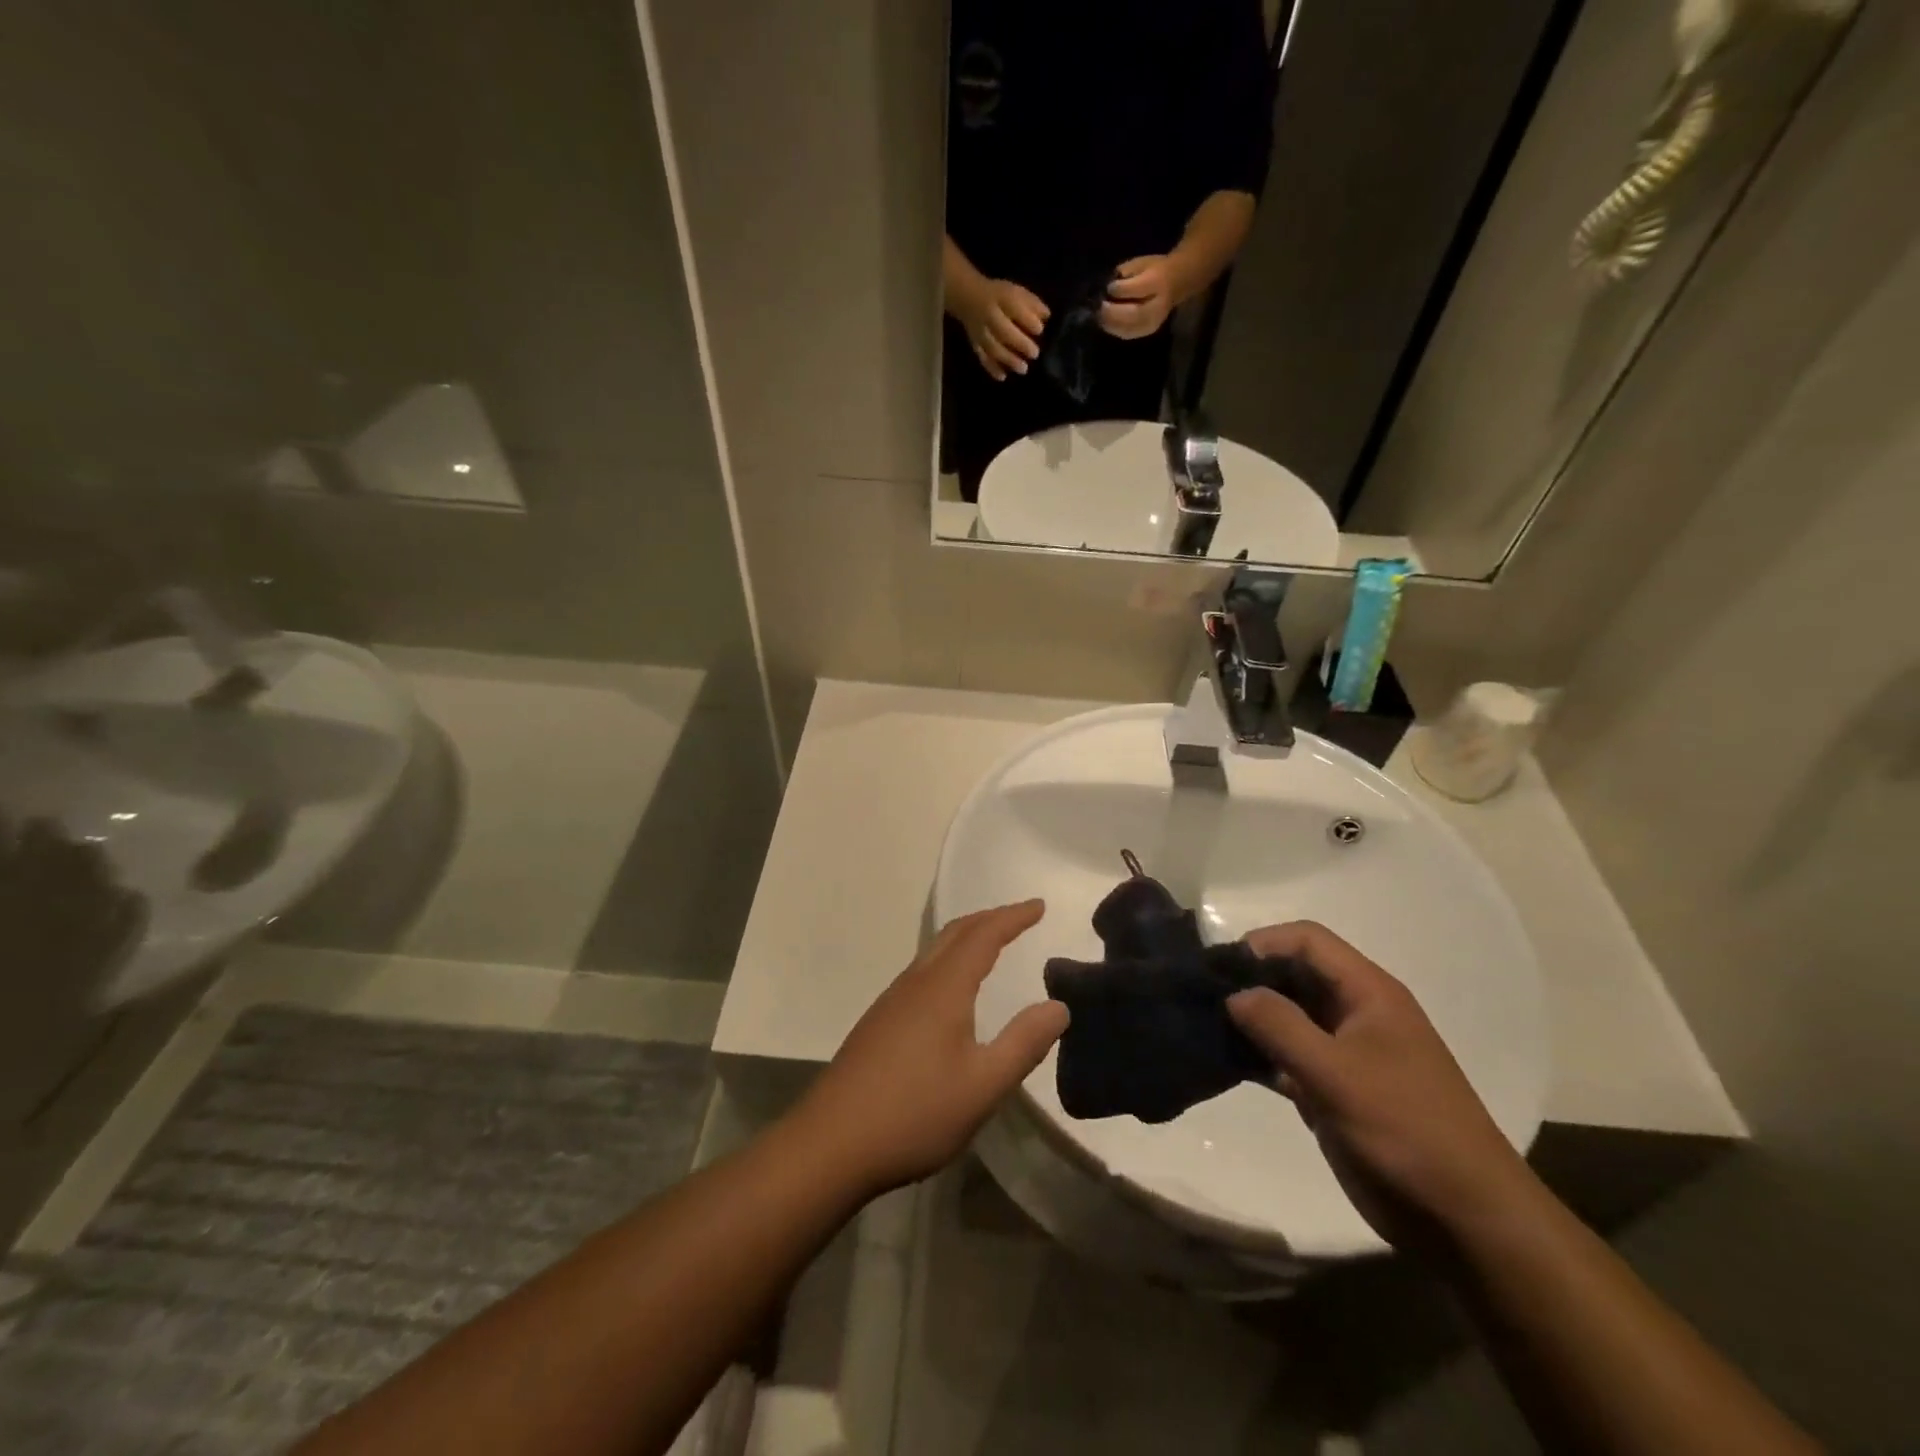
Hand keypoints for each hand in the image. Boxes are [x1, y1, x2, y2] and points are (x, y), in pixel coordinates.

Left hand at [793, 901, 1068, 1195]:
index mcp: (943, 988)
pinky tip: (951, 991)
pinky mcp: (878, 1023)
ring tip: (991, 945)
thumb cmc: (914, 1113)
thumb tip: (1058, 1006)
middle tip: (1019, 917)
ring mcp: (891, 1002)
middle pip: (954, 933)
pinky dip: (948, 961)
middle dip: (989, 919)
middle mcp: (915, 983)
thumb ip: (1024, 1043)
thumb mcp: (983, 1086)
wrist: (831, 1143)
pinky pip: (922, 972)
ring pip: (934, 951)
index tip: (1039, 905)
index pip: (984, 936)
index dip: (1013, 917)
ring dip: (966, 938)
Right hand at [957, 278, 1048, 380]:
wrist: (968, 298)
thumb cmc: (999, 296)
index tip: (1039, 330)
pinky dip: (991, 368)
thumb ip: (1032, 303)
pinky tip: (1003, 377)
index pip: (1015, 308)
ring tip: (1023, 369)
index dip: (1027, 320)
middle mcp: (989, 315)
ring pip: (993, 347)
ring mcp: (980, 331)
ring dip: (1008, 360)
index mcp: (1001, 298)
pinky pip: (982, 357)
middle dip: (1020, 344)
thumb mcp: (1016, 292)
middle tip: (1035, 354)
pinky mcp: (975, 344)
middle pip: (1003, 331)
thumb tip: (1046, 316)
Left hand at [1099, 255, 1178, 339]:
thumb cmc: (1153, 270)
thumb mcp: (1140, 263)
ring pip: (1130, 327)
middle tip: (1100, 306)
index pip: (1137, 289)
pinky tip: (1106, 323)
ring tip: (1100, 316)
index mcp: (1158, 282)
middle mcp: (1158, 305)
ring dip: (1111, 323)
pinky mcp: (1148, 330)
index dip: (1119, 289)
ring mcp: (1154, 321)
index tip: (1108, 287)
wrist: (1175, 283)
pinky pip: (1128, 334)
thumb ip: (1124, 273)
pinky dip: (1115, 329)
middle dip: (1113, 312)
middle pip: (1134, 313)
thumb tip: (1107, 288)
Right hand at [1227, 922, 1536, 1251]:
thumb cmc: (1406, 1131)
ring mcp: (1345, 1053)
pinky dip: (1258, 1055)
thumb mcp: (1337, 1074)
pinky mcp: (1334, 1089)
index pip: (1308, 941)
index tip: (1220, 968)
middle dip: (1250, 980)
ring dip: (1250, 1018)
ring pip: (1288, 1016)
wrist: (1465, 1221)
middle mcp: (1356, 1013)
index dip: (1263, 943)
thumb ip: (1280, 1026)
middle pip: (1295, 973)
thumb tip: (1233, 994)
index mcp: (1368, 993)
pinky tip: (1226, 1063)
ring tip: (1204, 1027)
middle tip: (1203, 997)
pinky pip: (1288, 1056)